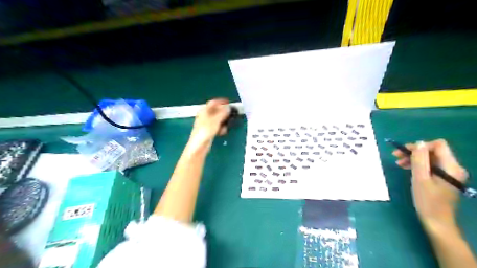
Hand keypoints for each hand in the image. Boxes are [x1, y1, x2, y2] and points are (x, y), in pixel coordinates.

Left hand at [186, 98, 230, 151]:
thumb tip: (229, 107)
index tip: (229, 102)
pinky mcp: (208, 131)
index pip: (213, 102)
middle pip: (215, 111)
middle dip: (223, 112)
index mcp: (204, 110)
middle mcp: (204, 115)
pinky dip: (220, 127)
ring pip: (217, 119)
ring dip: (223, 121)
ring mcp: (206, 123)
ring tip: (228, 123)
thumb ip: (223, 113)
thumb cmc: (206, 131)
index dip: (221, 101)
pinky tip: (223, 131)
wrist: (199, 145)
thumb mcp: (216, 120)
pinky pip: (216, 126)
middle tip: (231, 114)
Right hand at [393, 140, 467, 231]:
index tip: (403, 152)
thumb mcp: (420, 178)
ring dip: (414, 158)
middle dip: (414, 152)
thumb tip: (418, 143)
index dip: (420, 146)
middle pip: (433, 151)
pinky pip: (430, 166)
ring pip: (430, 158)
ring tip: (399, 163)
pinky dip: (418, 165)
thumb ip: (420, 160)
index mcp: (451, 167)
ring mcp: (449, 174)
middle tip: (396, 156)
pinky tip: (407, 168)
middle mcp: (453, 168)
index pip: (438, 145)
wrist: (437, 222)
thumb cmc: (427, 201)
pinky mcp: (444, 179)